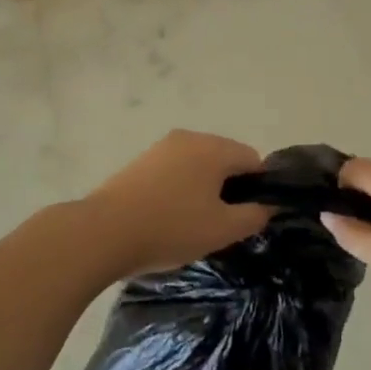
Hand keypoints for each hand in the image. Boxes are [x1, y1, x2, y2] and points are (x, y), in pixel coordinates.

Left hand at [76, 130, 267, 278]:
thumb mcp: (222, 230)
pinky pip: (174, 170)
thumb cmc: (171, 228)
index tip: (248, 216)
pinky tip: (168, 216)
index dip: (258, 188)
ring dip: (203, 188)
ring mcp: (161, 147)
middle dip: (229, 187)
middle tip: (222, 223)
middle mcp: (189, 138)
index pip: (253, 159)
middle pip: (224, 158)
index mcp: (214, 148)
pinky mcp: (140, 161)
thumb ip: (253, 216)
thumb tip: (267, 206)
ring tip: (193, 223)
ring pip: (198, 164)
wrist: (104, 231)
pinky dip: (179, 188)